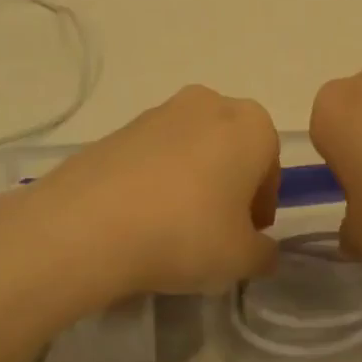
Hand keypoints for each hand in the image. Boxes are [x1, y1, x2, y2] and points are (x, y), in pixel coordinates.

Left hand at [16, 86, 280, 299]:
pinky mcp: (120, 127)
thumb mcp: (242, 258)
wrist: (91, 222)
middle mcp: (209, 103)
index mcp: (251, 124)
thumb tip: (262, 249)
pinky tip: (140, 219)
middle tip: (214, 233)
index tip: (246, 238)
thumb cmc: (187, 232)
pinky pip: (153, 156)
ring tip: (172, 229)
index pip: (270, 166)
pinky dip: (156, 181)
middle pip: (230, 150)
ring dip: (191, 181)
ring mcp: (160, 111)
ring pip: (192, 150)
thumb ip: (263, 253)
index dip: (261, 207)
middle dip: (228, 186)